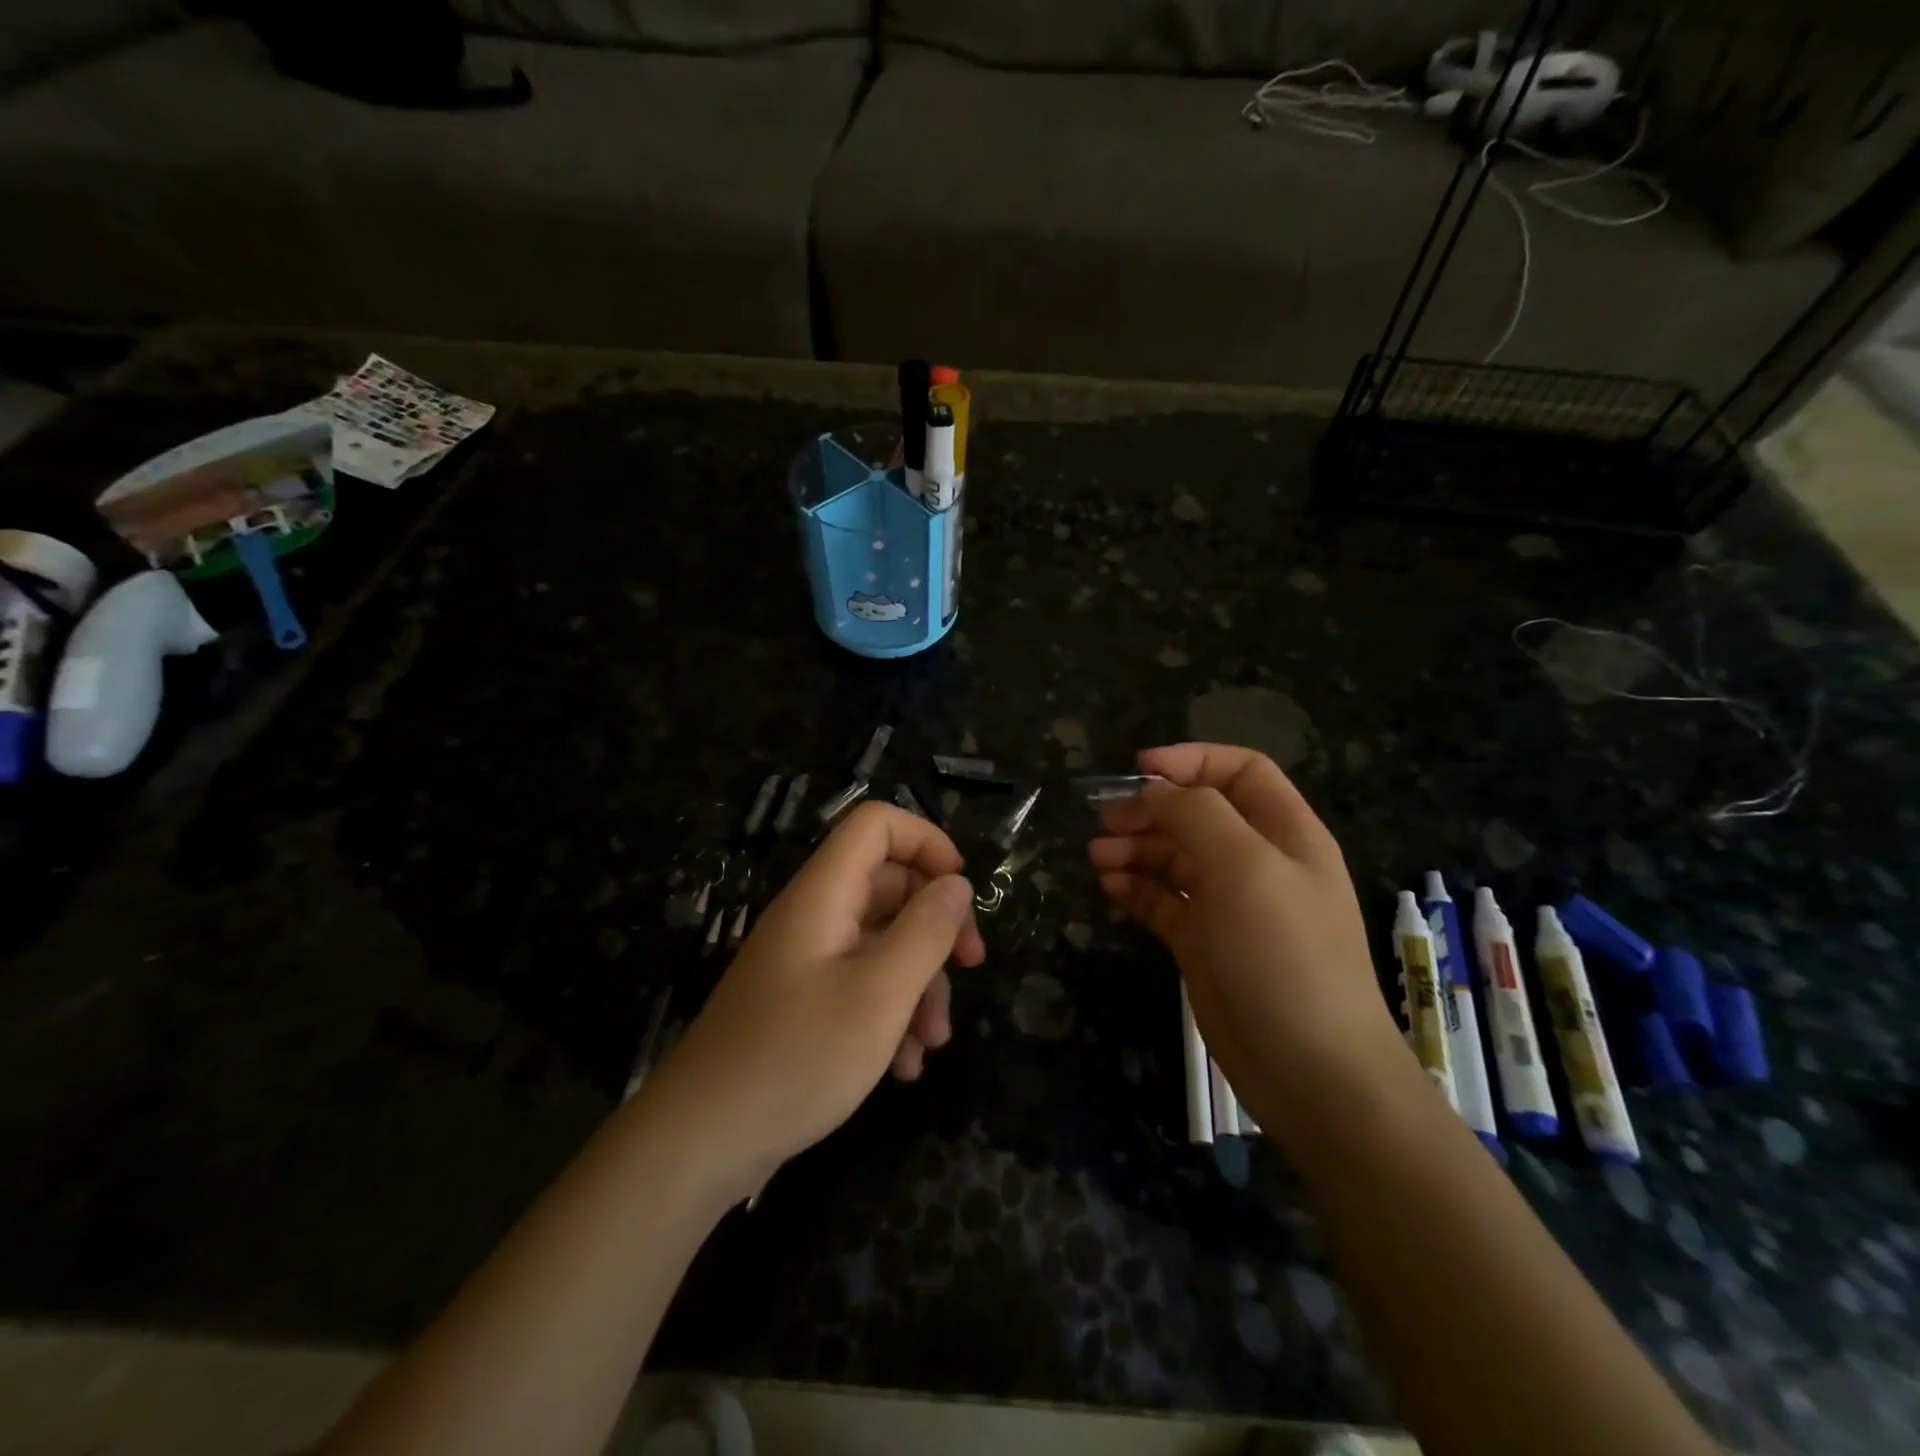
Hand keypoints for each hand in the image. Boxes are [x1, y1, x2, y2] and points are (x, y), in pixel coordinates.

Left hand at [643, 802, 984, 1198]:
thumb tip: (957, 884)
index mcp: (824, 895)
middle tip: (971, 965)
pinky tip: (903, 1067)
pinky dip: (890, 1013)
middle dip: (935, 924)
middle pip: (888, 885)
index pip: (876, 825)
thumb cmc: (797, 1058)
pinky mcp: (801, 1003)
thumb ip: (926, 931)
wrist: (700, 1142)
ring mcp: (805, 961)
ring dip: (919, 983)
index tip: (962, 891)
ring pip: (880, 942)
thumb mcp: (880, 994)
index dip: (926, 842)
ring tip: (934, 1043)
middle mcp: (813, 916)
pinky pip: (860, 985)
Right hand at [1088, 743, 1409, 1139]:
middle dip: (1150, 809)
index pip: (1240, 771)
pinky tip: (1110, 888)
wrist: (1309, 1068)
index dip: (1192, 760)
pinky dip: (1135, 888)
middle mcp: (1256, 862)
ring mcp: (1228, 904)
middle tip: (1105, 821)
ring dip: (1135, 849)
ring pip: (1174, 857)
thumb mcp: (1246, 868)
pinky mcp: (1202, 942)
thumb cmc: (1284, 954)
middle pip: (1197, 813)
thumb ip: (1199, 815)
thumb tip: (1155, 788)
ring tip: (1099, 858)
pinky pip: (1162, 900)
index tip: (1139, 768)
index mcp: (1284, 833)